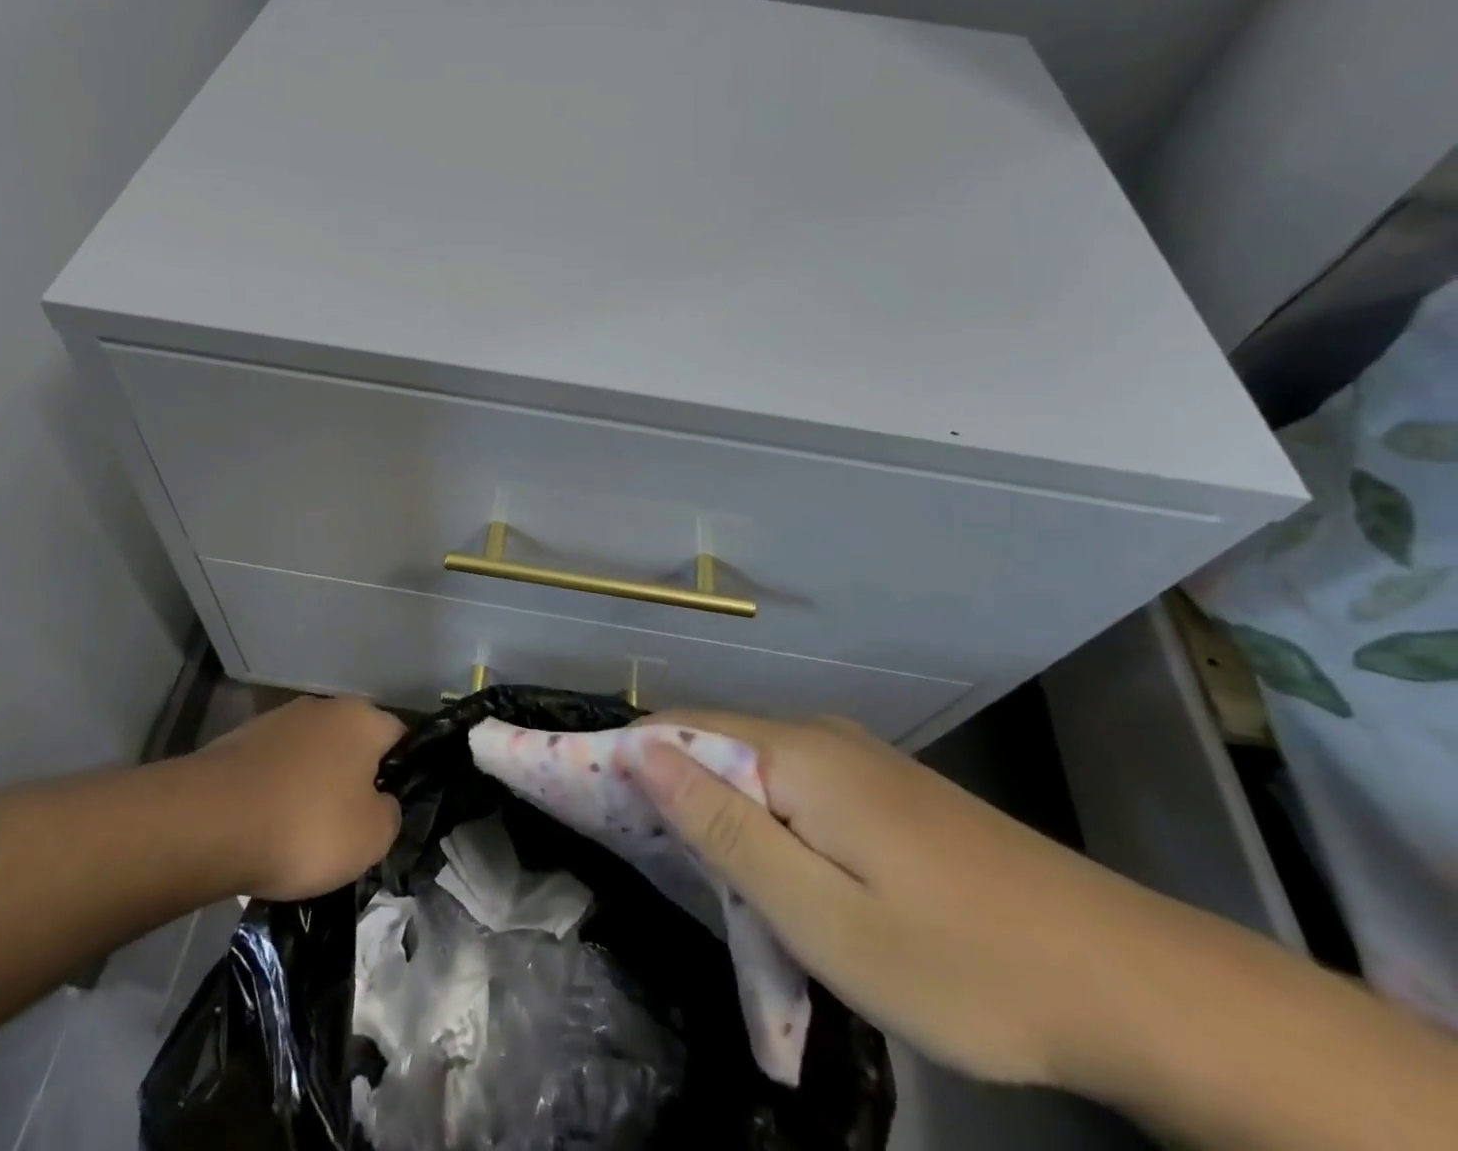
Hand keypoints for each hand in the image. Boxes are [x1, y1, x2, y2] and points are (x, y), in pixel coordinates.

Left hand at [193, 695, 403, 900]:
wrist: (208, 823)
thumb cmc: (306, 825)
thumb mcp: (372, 837)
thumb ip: (391, 815)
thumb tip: (382, 803)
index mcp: (363, 717)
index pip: (399, 739)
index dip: (400, 777)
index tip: (387, 815)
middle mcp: (323, 706)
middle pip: (352, 746)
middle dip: (351, 782)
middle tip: (346, 830)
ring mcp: (277, 720)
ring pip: (310, 757)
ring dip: (310, 788)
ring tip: (299, 837)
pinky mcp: (239, 742)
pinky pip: (273, 771)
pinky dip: (274, 795)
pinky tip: (264, 830)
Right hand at [619, 710, 1162, 1088]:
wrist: (1124, 980)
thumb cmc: (957, 961)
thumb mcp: (820, 913)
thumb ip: (723, 827)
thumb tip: (641, 750)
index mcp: (795, 754)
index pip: (677, 730)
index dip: (625, 761)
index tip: (587, 805)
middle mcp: (819, 736)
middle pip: (714, 747)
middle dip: (671, 796)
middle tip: (648, 869)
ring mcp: (858, 760)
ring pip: (756, 772)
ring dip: (721, 819)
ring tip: (710, 889)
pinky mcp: (885, 791)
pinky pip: (796, 790)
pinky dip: (766, 826)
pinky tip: (778, 879)